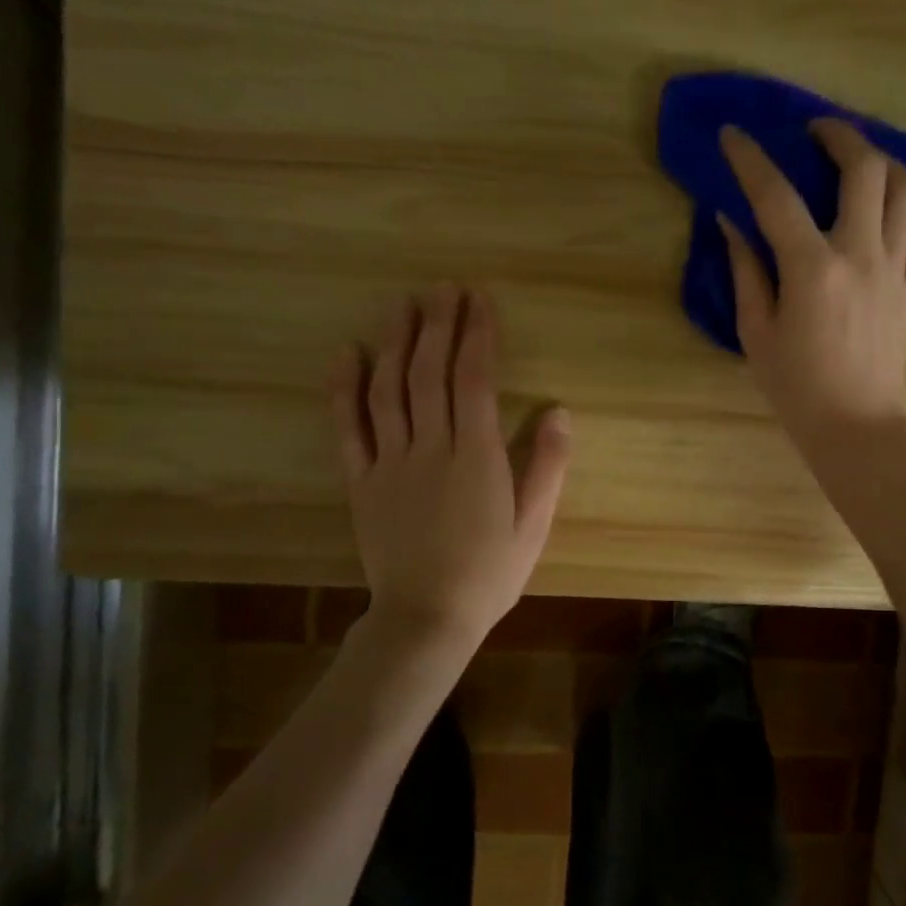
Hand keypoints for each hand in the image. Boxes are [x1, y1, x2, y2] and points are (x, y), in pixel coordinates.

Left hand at [331, 286, 571, 655]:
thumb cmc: (490, 572)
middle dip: (439, 325)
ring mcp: (390, 463)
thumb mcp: (534, 524)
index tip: (479, 300)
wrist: (426, 617)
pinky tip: (349, 354)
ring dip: (396, 343)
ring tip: (403, 305)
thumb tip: (559, 411)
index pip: (474, 380)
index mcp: (476, 456)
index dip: (477, 335)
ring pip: (389, 389)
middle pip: (430, 373)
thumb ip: (548, 466)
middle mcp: (430, 448)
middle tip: (443, 288)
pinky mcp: (361, 481)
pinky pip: (349, 427)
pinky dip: (346, 388)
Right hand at [718, 118, 905, 463]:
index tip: (733, 134)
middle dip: (840, 135)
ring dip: (884, 163)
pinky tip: (891, 215)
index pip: (776, 197)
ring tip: (860, 161)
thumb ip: (746, 272)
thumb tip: (732, 223)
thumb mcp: (756, 333)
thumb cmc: (797, 387)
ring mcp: (895, 269)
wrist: (857, 425)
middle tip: (816, 131)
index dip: (750, 159)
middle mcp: (861, 256)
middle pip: (865, 170)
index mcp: (813, 270)